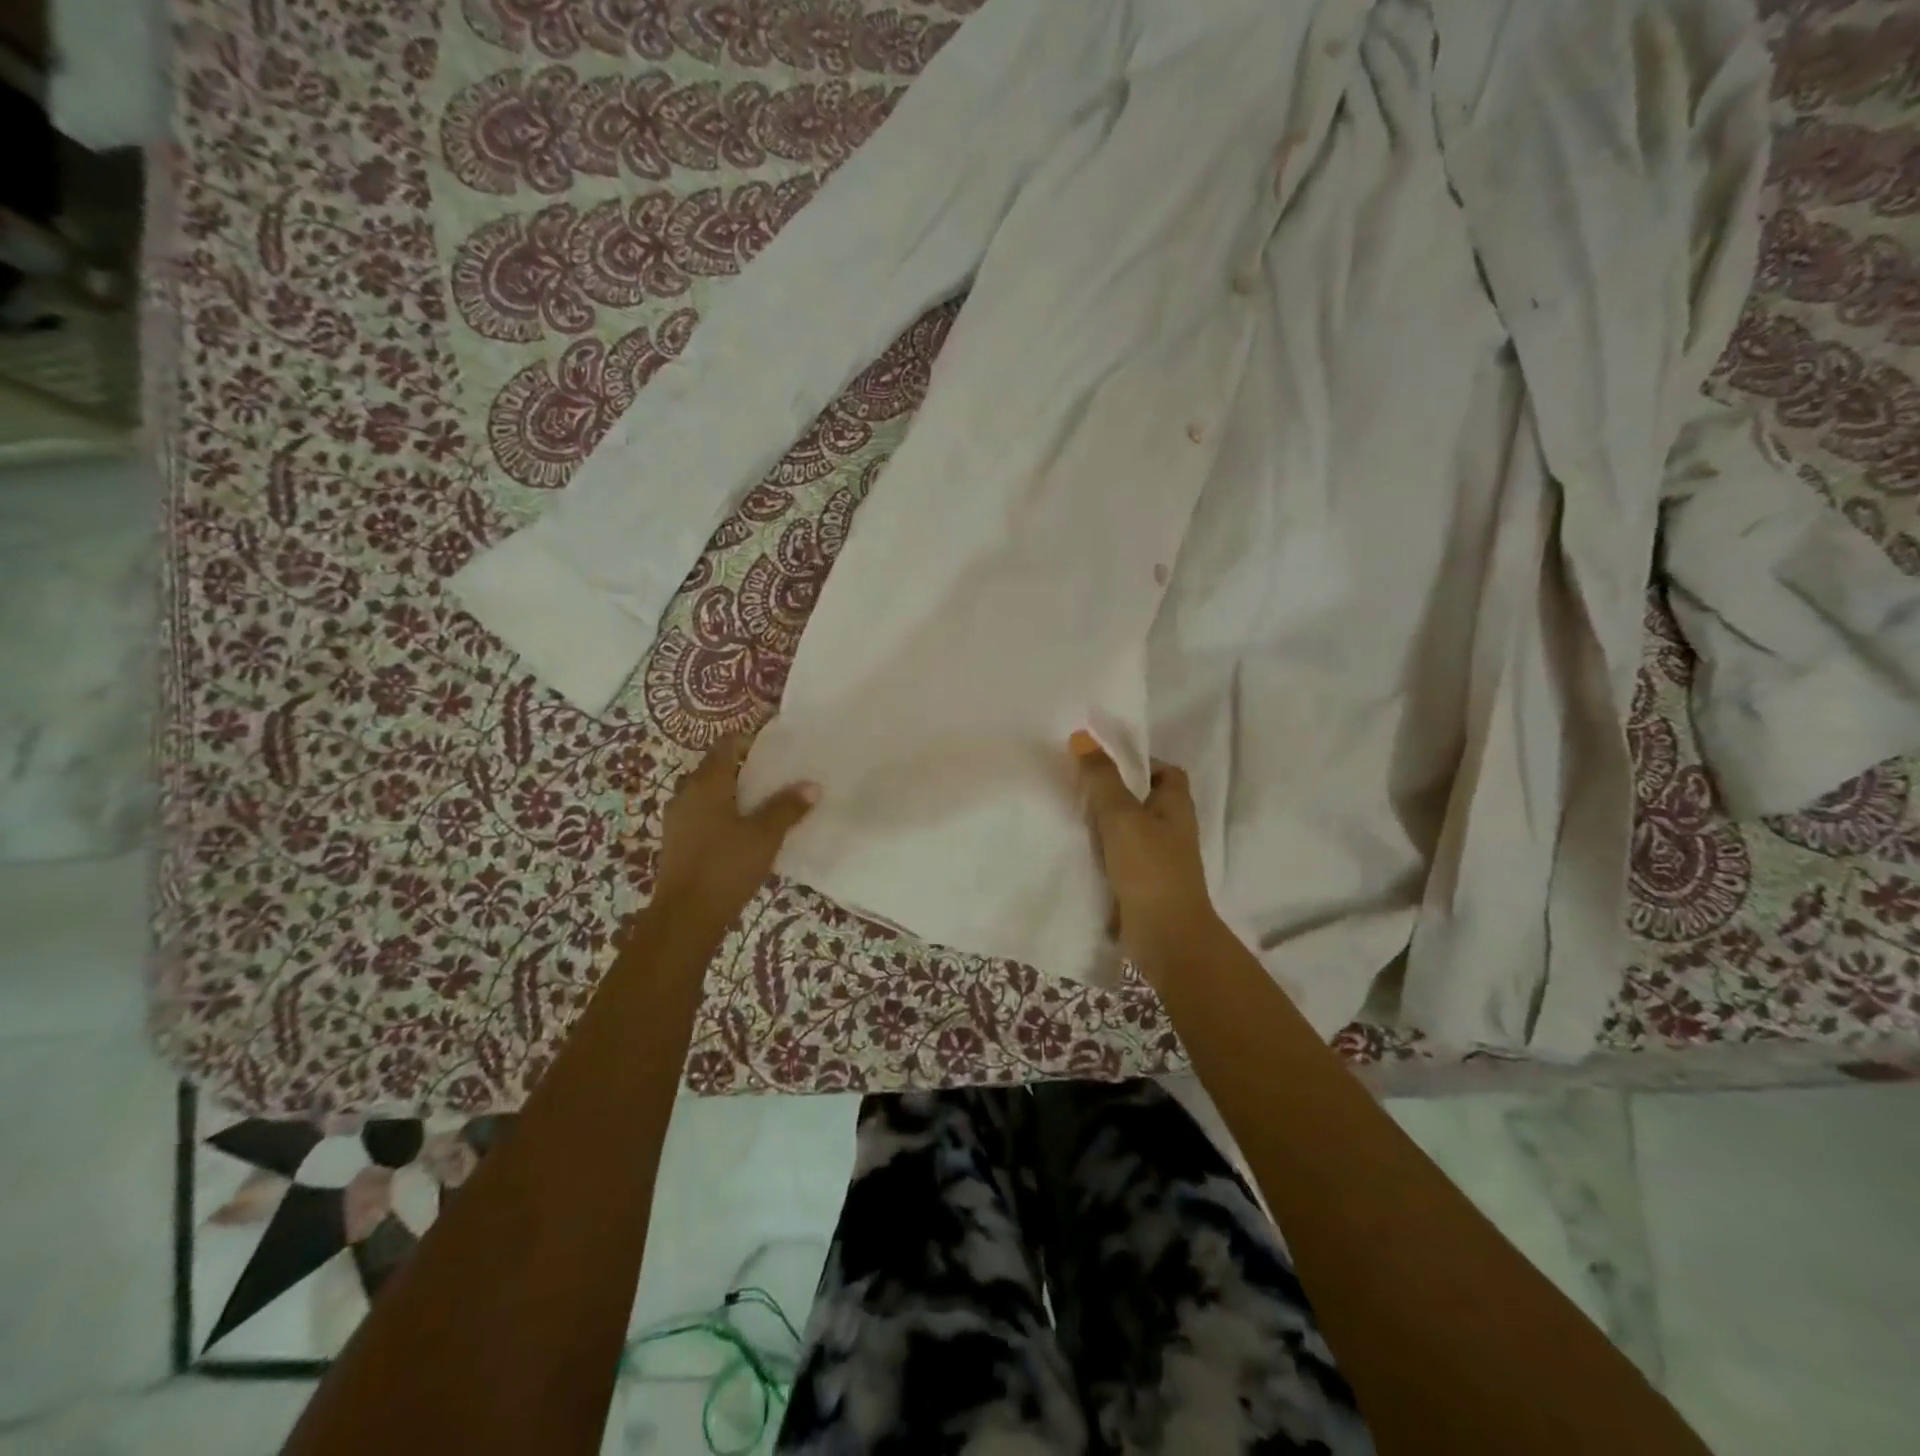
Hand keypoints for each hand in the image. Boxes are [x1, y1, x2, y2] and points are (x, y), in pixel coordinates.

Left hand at [647, 732, 818, 931]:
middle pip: (717, 767)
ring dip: (734, 793)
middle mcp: (687, 792)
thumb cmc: (726, 866)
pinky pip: (702, 814)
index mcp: (707, 782)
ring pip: (708, 792)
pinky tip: (743, 832)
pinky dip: (722, 814)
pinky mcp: (677, 841)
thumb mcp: (765, 836)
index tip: (777, 753)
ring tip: (764, 805)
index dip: (751, 742)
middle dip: (745, 769)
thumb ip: (788, 807)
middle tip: (777, 779)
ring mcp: (678, 818)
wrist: (685, 916)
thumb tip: (812, 785)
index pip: (727, 744)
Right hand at [1074, 740, 1217, 961]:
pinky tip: (1074, 849)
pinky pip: (1118, 859)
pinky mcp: (1141, 885)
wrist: (1165, 937)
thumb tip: (1082, 737)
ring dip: (1103, 823)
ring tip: (1068, 810)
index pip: (1166, 772)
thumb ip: (1101, 779)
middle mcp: (1171, 830)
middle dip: (1113, 791)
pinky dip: (1100, 853)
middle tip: (1076, 782)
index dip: (1139, 762)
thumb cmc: (1150, 869)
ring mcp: (1157, 860)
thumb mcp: (1121, 816)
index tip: (1104, 761)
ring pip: (1127, 830)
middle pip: (1142, 800)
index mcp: (1176, 807)